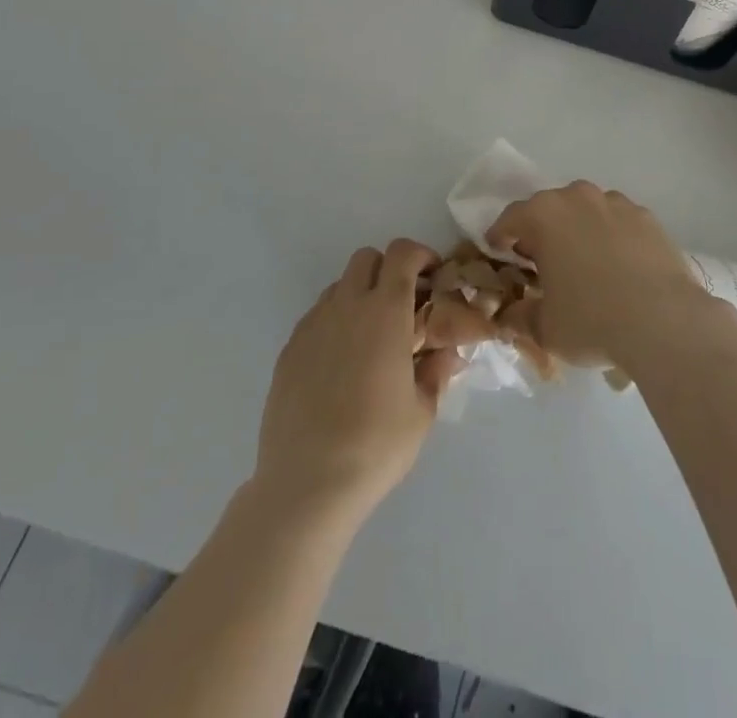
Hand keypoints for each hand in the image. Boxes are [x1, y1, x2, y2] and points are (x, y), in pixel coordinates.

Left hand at [255, 239, 462, 520]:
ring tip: (371, 338)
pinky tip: (341, 365)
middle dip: (388, 270)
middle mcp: (347, 306)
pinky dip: (335, 323)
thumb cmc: (376, 445)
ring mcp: (313, 326)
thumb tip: (447, 352)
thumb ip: (436, 371)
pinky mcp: (289, 350)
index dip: (420, 255)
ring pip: (339, 286)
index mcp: (385, 311)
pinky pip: (317, 317)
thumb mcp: (422, 410)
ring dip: (360, 295)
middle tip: (404, 305)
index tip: (432, 278)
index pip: (401, 253)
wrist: (306, 484)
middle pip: (366, 258)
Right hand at [485, 182, 711, 369]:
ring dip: (578, 229)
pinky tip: (618, 266)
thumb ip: (520, 316)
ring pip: (586, 210)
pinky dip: (611, 236)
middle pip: (549, 208)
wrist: (663, 320)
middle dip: (541, 231)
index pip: (510, 218)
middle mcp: (578, 197)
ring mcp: (616, 203)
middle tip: (541, 261)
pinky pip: (618, 221)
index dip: (500, 237)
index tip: (499, 253)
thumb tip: (509, 315)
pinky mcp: (647, 217)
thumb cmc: (591, 320)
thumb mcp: (544, 328)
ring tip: (583, 263)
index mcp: (544, 215)